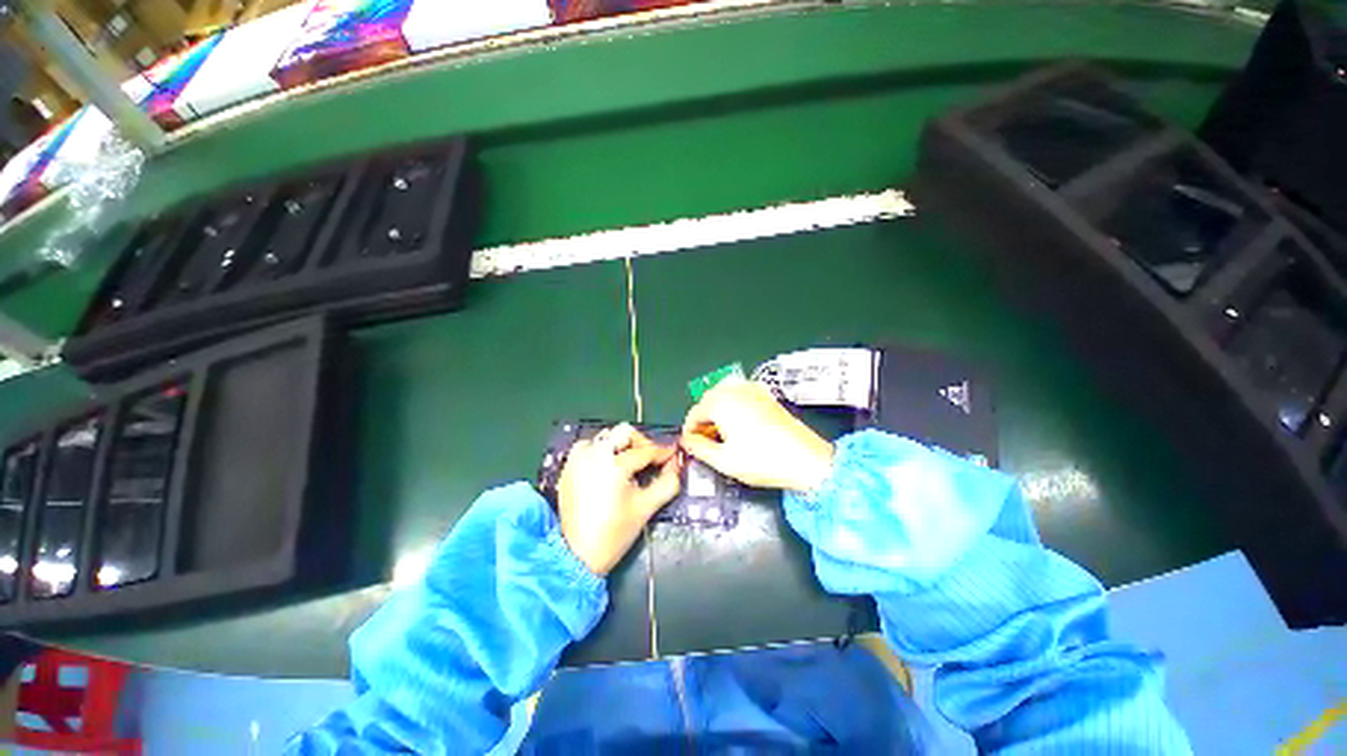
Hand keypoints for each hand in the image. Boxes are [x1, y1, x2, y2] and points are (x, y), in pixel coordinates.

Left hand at [557, 423, 680, 575]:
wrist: (575, 556)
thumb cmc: (614, 534)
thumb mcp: (646, 508)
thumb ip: (667, 483)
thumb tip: (676, 464)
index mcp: (613, 465)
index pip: (645, 451)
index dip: (663, 452)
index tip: (673, 455)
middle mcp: (593, 454)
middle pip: (624, 433)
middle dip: (641, 443)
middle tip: (651, 459)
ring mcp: (577, 458)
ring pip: (606, 437)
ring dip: (621, 446)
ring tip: (630, 465)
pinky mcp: (568, 466)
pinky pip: (590, 447)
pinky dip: (603, 451)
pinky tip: (610, 469)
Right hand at [680, 378, 834, 492]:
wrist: (806, 459)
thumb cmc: (763, 460)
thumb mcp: (723, 460)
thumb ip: (698, 448)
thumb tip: (687, 441)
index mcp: (721, 402)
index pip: (694, 413)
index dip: (690, 432)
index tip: (692, 447)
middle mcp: (735, 390)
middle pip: (708, 402)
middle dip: (704, 422)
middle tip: (707, 444)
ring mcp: (752, 390)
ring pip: (724, 398)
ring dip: (718, 415)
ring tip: (724, 438)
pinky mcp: (765, 396)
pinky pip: (740, 397)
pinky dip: (733, 409)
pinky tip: (740, 428)